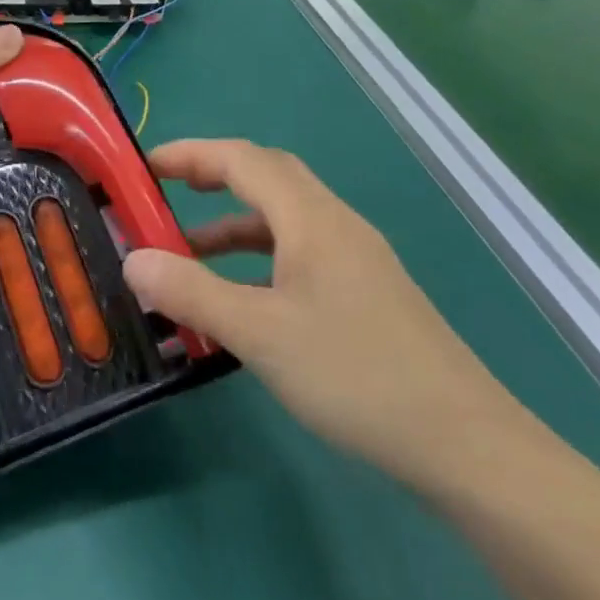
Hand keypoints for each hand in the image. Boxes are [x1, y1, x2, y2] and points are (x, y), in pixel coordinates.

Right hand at [124, 139, 516, 485]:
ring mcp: (356, 257)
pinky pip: (300, 251)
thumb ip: (192, 292)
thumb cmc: (356, 374)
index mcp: (310, 217)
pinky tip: (245, 298)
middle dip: (213, 175)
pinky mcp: (367, 292)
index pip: (241, 159)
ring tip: (189, 251)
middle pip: (267, 175)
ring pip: (284, 217)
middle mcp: (335, 223)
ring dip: (235, 222)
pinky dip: (261, 257)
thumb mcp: (260, 334)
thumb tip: (133, 260)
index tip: (144, 166)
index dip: (190, 153)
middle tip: (166, 192)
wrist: (466, 445)